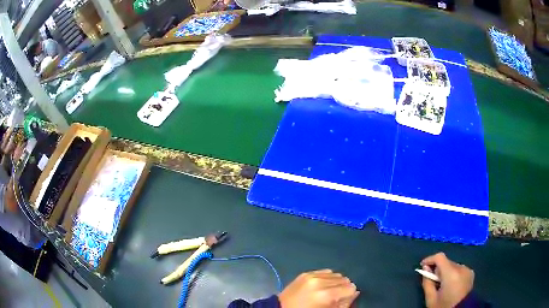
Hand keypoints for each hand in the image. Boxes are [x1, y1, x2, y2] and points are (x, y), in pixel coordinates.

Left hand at [278, 269, 358, 307]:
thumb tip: (355, 293)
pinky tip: (322, 285)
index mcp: (326, 294)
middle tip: (336, 297)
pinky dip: (327, 278)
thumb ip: (344, 304)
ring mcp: (311, 276)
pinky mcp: (305, 273)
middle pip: (344, 279)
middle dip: (343, 288)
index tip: (344, 299)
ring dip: (335, 282)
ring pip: (336, 274)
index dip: (349, 294)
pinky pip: (325, 271)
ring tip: (328, 291)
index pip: (351, 287)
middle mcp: (320, 282)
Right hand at [420, 252, 473, 307]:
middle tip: (431, 280)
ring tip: (441, 285)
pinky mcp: (471, 273)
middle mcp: (461, 268)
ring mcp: (468, 270)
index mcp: (451, 273)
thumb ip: (427, 282)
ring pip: (452, 266)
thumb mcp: (431, 299)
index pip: (440, 257)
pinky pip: (459, 269)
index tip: (423, 265)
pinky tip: (450, 285)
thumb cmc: (444, 306)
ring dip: (445, 272)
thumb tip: (426, 268)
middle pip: (446, 262)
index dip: (430, 259)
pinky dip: (453, 274)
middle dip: (438, 269)